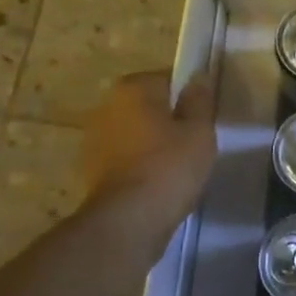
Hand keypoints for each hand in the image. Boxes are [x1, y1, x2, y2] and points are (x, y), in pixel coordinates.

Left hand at [80, 70, 216, 228]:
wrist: (129, 219)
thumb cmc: (170, 166)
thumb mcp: (199, 130)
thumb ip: (199, 100)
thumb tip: (198, 77)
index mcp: (133, 88)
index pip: (168, 79)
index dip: (189, 97)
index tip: (204, 118)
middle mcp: (107, 105)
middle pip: (148, 105)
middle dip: (168, 118)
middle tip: (195, 141)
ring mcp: (95, 138)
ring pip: (136, 132)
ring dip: (153, 142)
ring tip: (178, 165)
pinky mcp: (92, 168)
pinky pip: (126, 156)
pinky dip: (140, 163)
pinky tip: (159, 182)